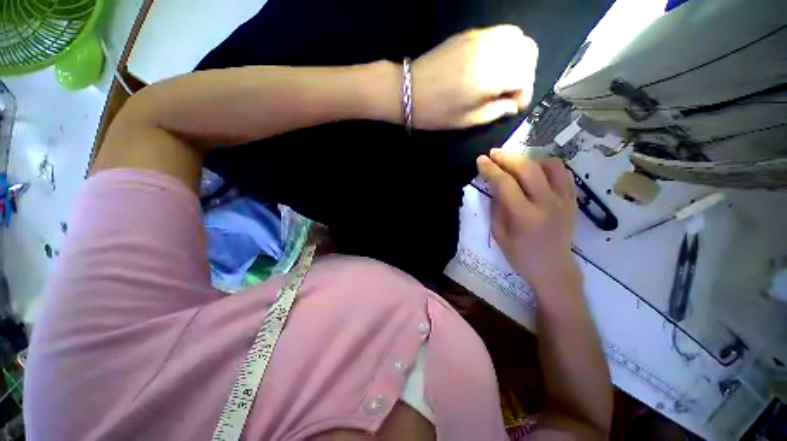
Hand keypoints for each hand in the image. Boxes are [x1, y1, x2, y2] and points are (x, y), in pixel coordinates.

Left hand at [412, 25, 537, 129]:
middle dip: (526, 68)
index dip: (524, 91)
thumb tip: (513, 102)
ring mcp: (477, 38)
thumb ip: (501, 109)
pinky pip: (498, 30)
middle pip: (528, 49)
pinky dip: (504, 42)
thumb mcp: (473, 119)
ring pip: (516, 35)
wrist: (405, 88)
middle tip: (511, 84)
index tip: (512, 102)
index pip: (527, 74)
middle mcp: (488, 51)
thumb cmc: (438, 110)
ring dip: (517, 53)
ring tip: (504, 70)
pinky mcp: (467, 33)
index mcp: (492, 74)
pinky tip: (492, 59)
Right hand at [476, 149, 579, 289]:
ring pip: (551, 164)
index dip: (491, 169)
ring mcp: (564, 200)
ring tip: (521, 165)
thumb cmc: (524, 259)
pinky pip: (564, 174)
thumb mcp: (501, 238)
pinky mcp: (572, 200)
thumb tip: (495, 184)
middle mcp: (547, 204)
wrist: (555, 270)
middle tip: (495, 155)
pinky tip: (540, 174)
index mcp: (526, 218)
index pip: (506, 184)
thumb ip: (497, 208)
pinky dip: (550, 168)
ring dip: (532, 159)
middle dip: (507, 157)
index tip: (481, 160)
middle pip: (527, 167)